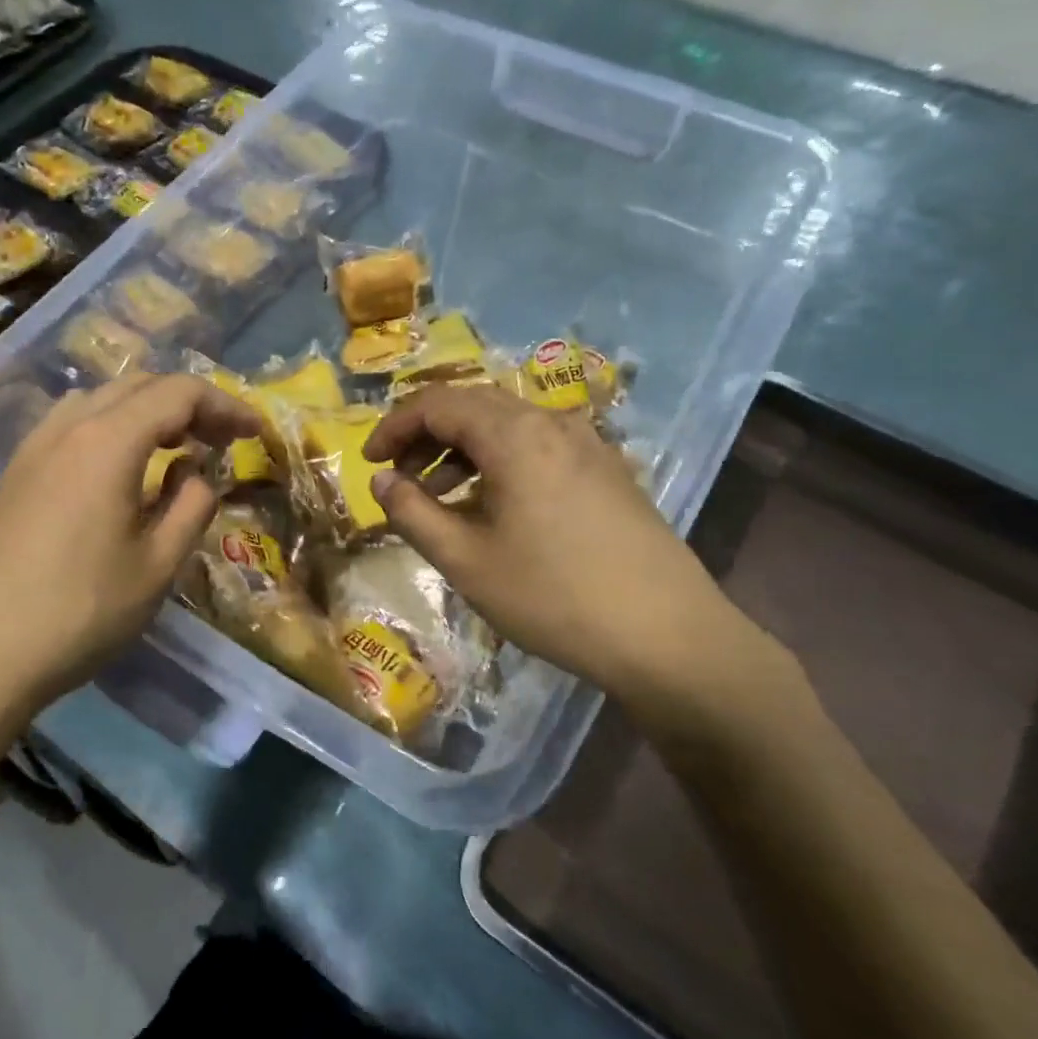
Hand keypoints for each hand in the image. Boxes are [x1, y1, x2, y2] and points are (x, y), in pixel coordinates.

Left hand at [0, 373, 261, 711]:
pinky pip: (74, 424)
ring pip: (103, 399)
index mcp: (109, 440)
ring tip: (177, 449)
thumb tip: (199, 473)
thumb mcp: (158, 565)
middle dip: (190, 403)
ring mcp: (35, 446)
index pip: (179, 393)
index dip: (225, 406)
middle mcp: (69, 427)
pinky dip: (112, 426)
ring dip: (148, 411)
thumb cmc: (81, 611)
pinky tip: (122, 468)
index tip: (255, 434)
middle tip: (223, 440)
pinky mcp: (16, 472)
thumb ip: (192, 506)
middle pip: (140, 385)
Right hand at [364, 384, 807, 735]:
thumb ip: (412, 513)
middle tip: (400, 477)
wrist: (667, 635)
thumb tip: (382, 480)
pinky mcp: (607, 470)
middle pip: (473, 405)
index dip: (394, 426)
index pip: (438, 403)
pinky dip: (500, 462)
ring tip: (440, 497)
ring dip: (463, 450)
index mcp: (514, 435)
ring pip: (507, 426)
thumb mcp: (465, 561)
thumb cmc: (553, 597)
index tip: (370, 462)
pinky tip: (494, 507)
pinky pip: (538, 446)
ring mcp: (587, 444)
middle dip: (427, 435)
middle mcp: (552, 423)